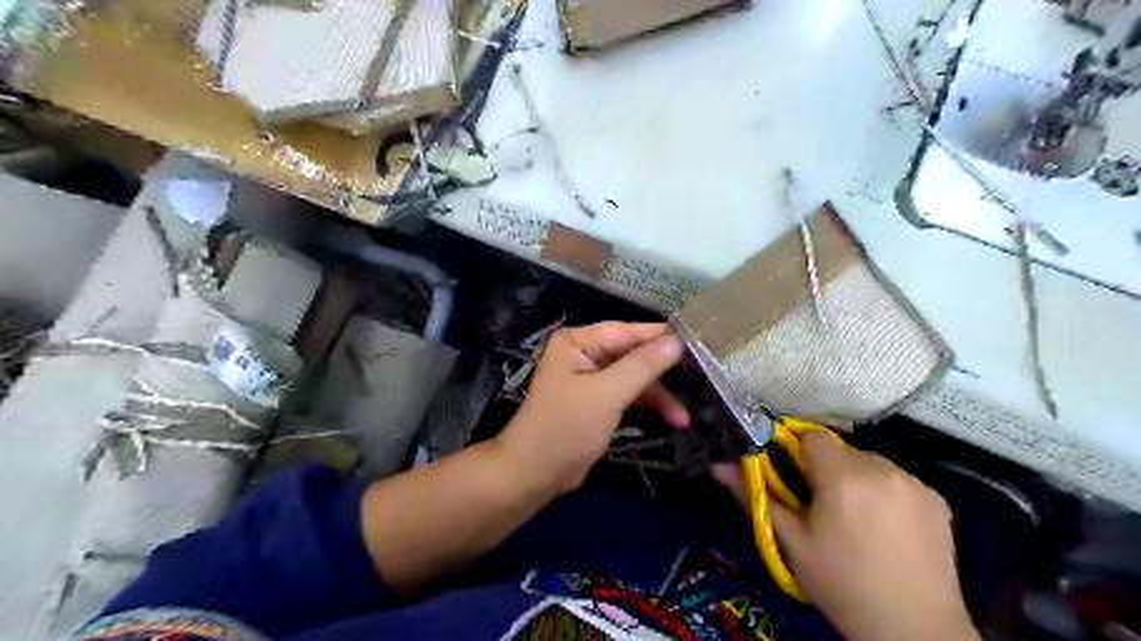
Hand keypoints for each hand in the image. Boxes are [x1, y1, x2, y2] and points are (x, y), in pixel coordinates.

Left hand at [498, 322, 683, 492]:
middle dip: (662, 370)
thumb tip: (677, 341)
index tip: (699, 340)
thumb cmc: (567, 428)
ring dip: (658, 394)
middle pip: (633, 354)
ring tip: (684, 417)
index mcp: (578, 341)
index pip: (627, 331)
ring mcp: (590, 377)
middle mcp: (583, 352)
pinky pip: (627, 393)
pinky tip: (671, 418)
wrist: (534, 474)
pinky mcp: (596, 399)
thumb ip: (643, 366)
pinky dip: (647, 404)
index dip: (662, 337)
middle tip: (701, 376)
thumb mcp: (608, 394)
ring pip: (634, 376)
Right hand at [716, 430, 974, 639]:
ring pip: (869, 463)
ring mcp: (915, 482)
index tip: (793, 479)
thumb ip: (756, 496)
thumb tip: (718, 466)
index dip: (797, 451)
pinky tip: (885, 527)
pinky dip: (884, 492)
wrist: (915, 631)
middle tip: (822, 507)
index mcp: (843, 476)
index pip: (812, 435)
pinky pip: (897, 479)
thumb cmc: (841, 584)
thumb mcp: (791, 542)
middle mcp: (882, 469)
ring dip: (855, 479)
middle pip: (840, 449)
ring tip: (855, 520)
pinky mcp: (937, 499)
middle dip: (826, 469)